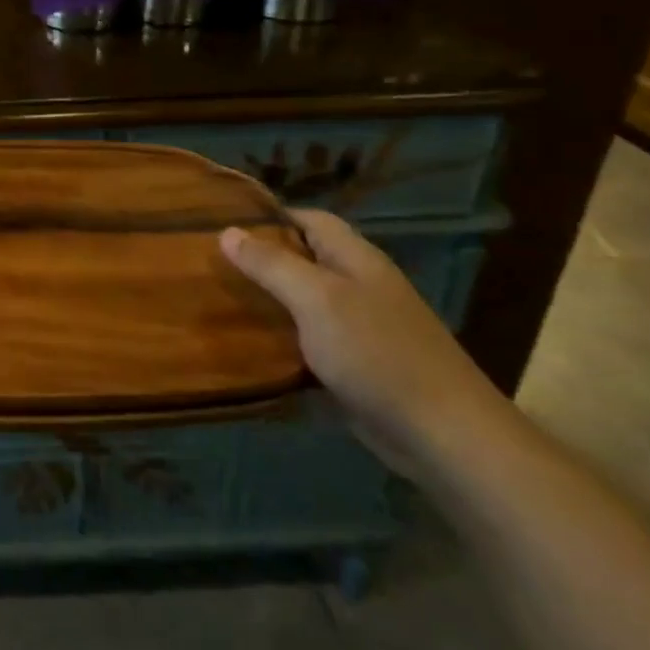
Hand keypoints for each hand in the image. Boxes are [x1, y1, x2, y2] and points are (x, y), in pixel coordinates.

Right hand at [220, 210, 512, 477]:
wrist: (441, 434)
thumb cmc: (377, 352)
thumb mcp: (317, 299)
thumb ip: (271, 264)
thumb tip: (226, 231)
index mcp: (356, 258)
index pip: (308, 219)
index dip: (268, 216)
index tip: (222, 221)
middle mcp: (358, 285)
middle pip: (303, 259)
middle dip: (260, 258)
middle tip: (208, 263)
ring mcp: (358, 327)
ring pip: (301, 301)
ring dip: (266, 300)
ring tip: (216, 299)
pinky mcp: (353, 365)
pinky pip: (307, 340)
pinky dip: (278, 339)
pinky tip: (246, 346)